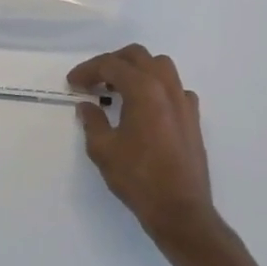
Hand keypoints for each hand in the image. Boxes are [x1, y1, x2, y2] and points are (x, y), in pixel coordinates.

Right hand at [68, 45, 216, 242]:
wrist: (180, 210)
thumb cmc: (138, 178)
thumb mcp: (103, 150)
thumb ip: (92, 121)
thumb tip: (87, 106)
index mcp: (144, 89)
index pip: (111, 65)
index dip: (88, 70)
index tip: (73, 82)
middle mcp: (167, 87)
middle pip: (138, 56)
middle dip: (112, 62)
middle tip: (93, 80)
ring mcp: (184, 101)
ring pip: (160, 66)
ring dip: (137, 70)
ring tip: (119, 88)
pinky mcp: (193, 118)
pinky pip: (175, 88)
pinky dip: (158, 88)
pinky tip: (147, 108)